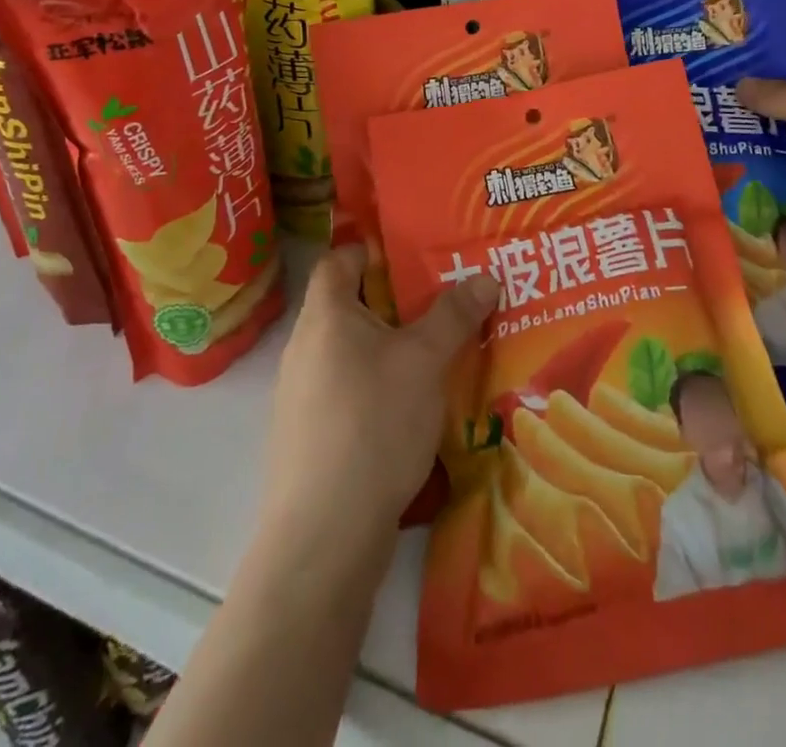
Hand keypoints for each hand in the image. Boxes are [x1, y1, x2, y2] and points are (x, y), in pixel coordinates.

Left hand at [262, 245, 497, 549]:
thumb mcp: (425, 360)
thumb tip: (485, 275)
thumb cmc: (374, 423)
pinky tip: (413, 405)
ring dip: (390, 346)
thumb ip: (454, 314)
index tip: (414, 255)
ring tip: (436, 351)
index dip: (372, 249)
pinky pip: (347, 389)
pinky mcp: (309, 436)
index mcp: (325, 316)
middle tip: (443, 301)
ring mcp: (301, 396)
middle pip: (348, 305)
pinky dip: (378, 384)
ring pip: (351, 351)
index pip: (338, 259)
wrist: (324, 537)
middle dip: (395, 301)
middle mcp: (305, 348)